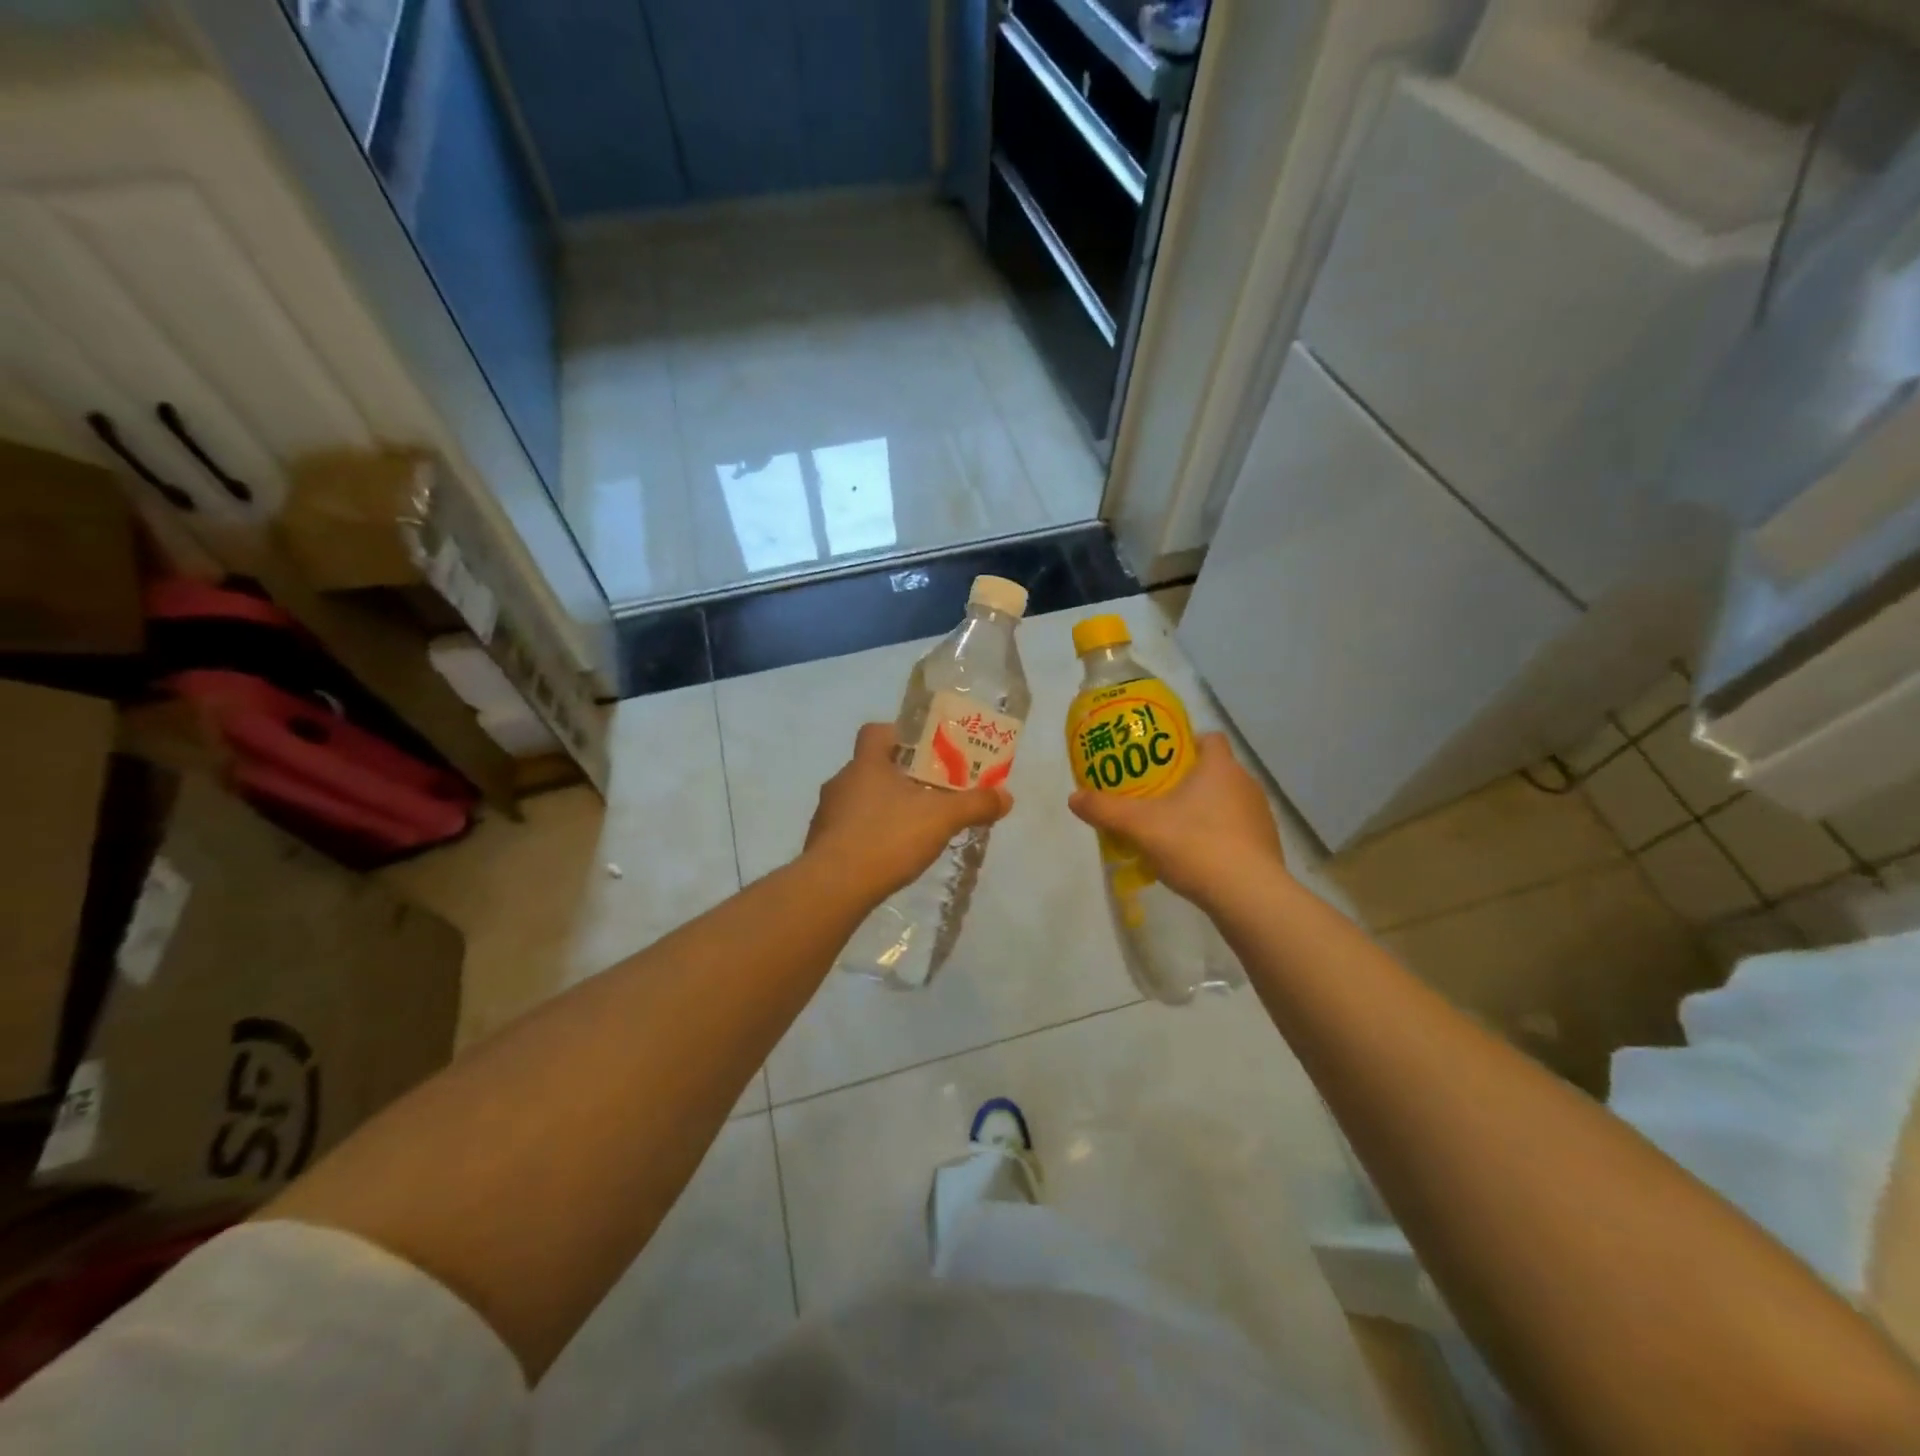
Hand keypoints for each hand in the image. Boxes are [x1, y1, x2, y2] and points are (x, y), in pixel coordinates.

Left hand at [805, 723, 1013, 902]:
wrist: (834, 887)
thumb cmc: (887, 838)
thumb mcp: (941, 819)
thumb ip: (975, 805)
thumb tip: (1006, 796)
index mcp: (866, 764)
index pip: (876, 731)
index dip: (899, 735)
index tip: (923, 751)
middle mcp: (841, 782)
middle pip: (871, 767)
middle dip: (899, 777)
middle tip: (928, 792)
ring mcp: (827, 814)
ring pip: (859, 799)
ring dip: (882, 807)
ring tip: (911, 827)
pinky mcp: (821, 844)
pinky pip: (848, 829)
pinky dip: (868, 835)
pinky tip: (888, 855)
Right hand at [1068, 733, 1286, 905]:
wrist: (1248, 896)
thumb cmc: (1195, 845)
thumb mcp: (1139, 826)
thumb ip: (1105, 810)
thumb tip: (1073, 798)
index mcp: (1220, 767)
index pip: (1209, 739)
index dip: (1186, 744)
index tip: (1161, 761)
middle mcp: (1245, 784)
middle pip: (1215, 771)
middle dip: (1187, 781)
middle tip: (1156, 796)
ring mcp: (1260, 816)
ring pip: (1226, 802)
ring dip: (1203, 810)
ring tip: (1173, 829)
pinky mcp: (1267, 846)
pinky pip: (1236, 831)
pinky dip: (1218, 837)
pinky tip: (1196, 857)